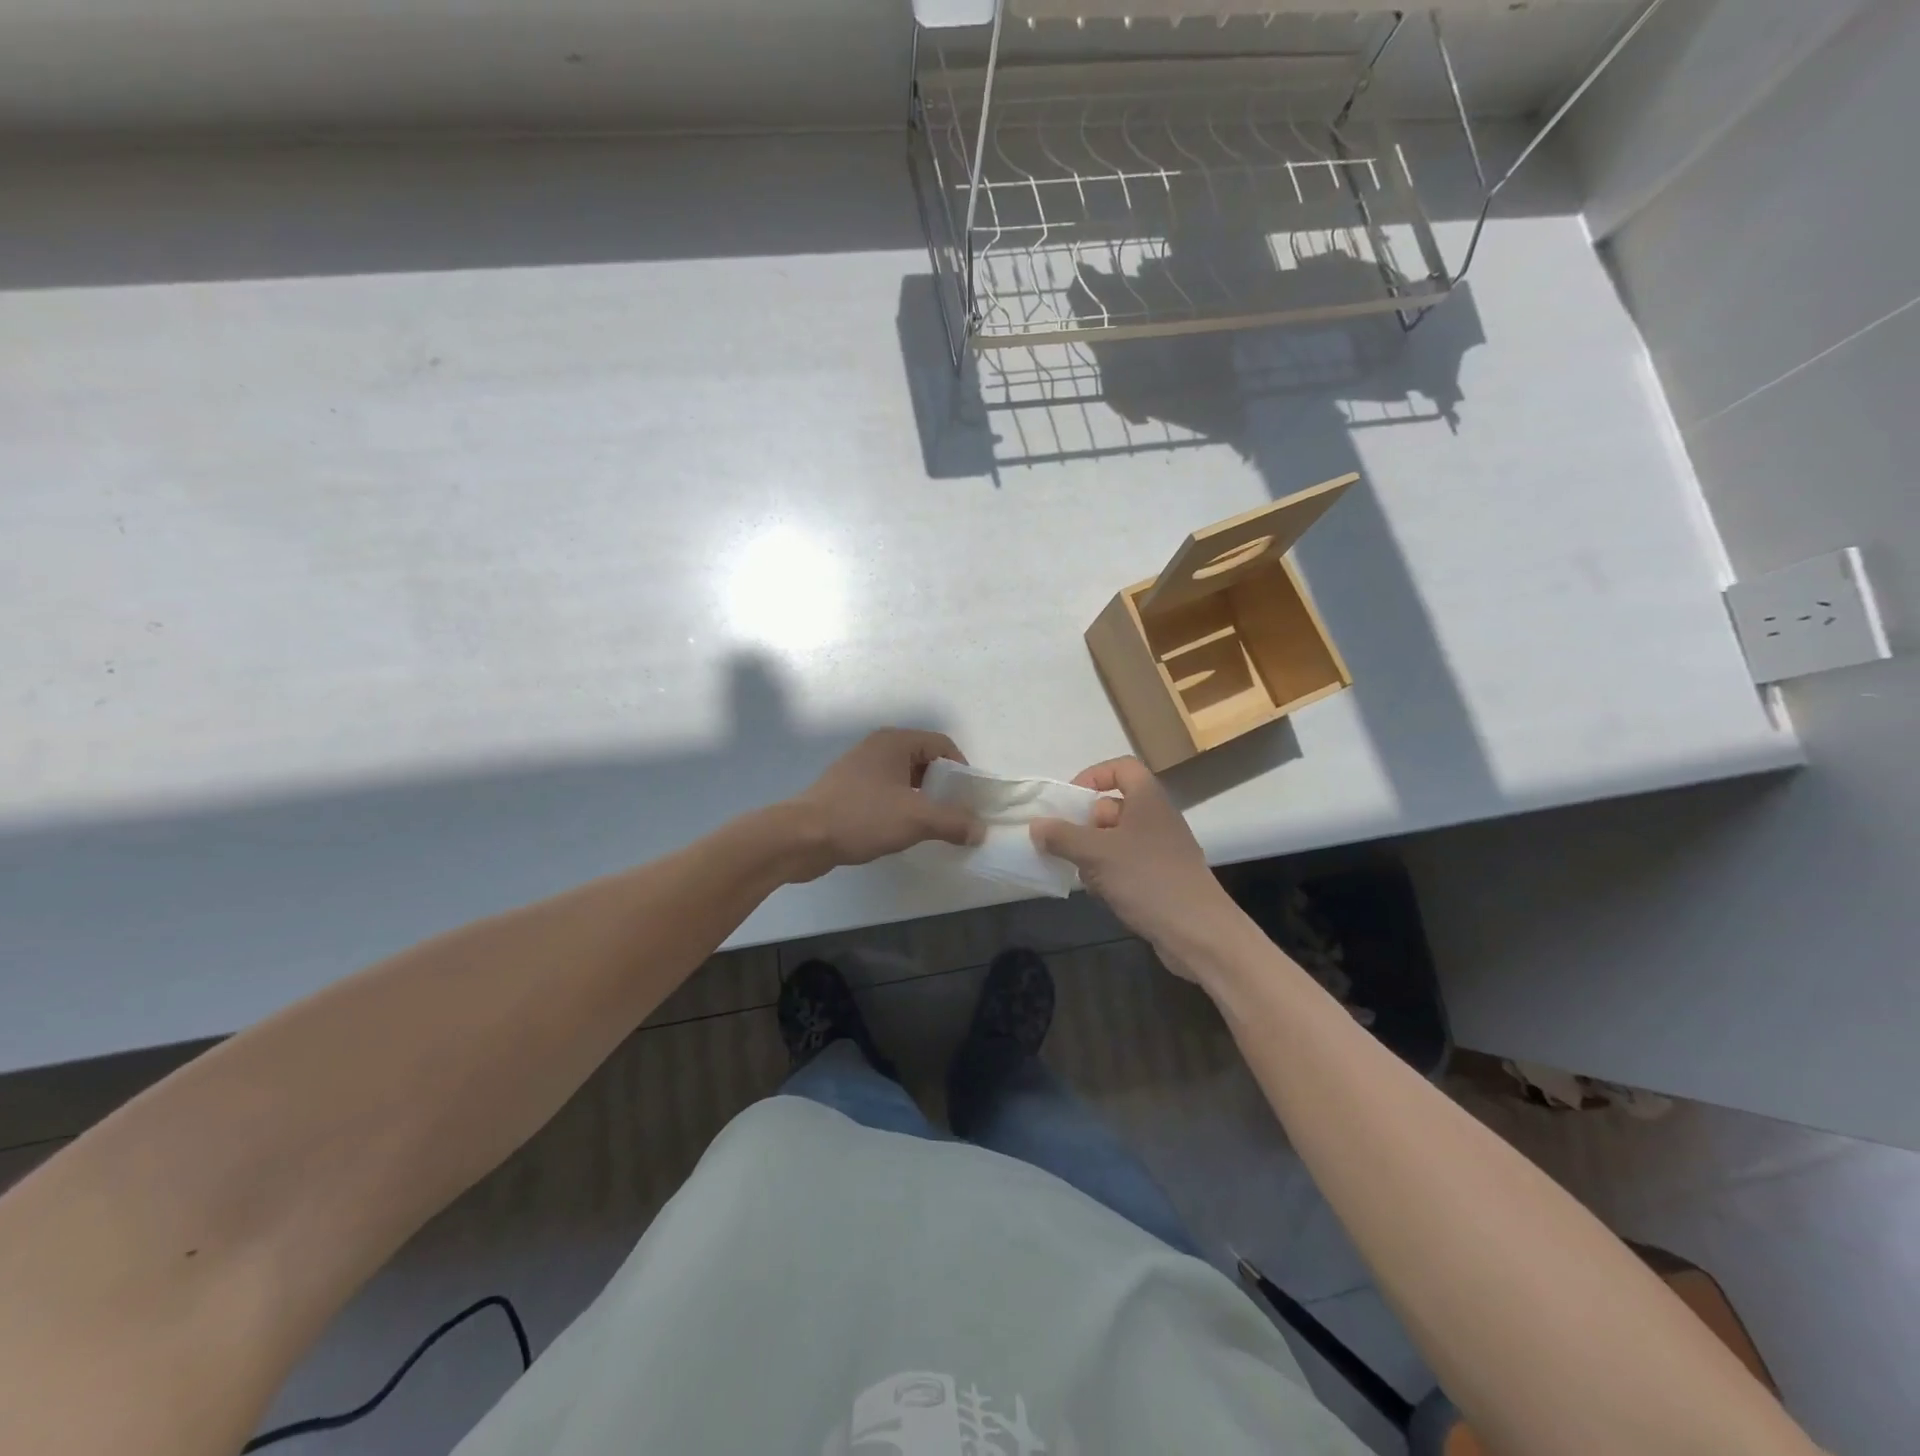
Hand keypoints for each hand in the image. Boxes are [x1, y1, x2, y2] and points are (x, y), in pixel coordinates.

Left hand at [782, 729, 980, 882]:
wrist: (801, 838)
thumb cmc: (861, 817)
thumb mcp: (915, 819)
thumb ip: (953, 822)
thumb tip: (980, 830)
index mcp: (894, 742)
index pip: (942, 744)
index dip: (961, 770)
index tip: (970, 799)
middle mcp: (878, 748)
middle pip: (924, 761)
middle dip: (943, 787)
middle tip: (955, 814)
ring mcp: (860, 769)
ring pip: (904, 779)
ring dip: (922, 800)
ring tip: (932, 827)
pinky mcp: (848, 791)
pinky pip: (886, 793)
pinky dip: (901, 807)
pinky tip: (902, 831)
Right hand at [1030, 757, 1241, 977]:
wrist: (1199, 932)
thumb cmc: (1148, 879)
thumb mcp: (1096, 854)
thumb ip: (1062, 836)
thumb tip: (1036, 825)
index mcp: (1147, 799)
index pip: (1121, 768)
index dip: (1093, 776)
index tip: (1069, 800)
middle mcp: (1157, 818)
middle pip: (1113, 806)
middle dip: (1086, 825)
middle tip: (1067, 844)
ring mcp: (1162, 849)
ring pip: (1116, 839)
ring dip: (1094, 854)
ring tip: (1084, 875)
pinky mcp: (1162, 877)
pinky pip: (1127, 864)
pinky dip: (1110, 874)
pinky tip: (1102, 894)